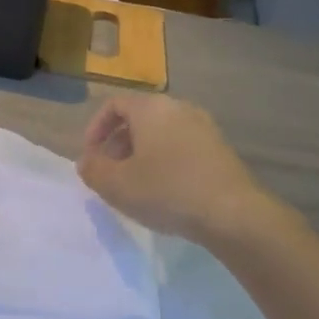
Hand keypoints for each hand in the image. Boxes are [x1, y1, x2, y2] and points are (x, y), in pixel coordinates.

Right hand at [77, 94, 272, 243]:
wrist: (232, 213)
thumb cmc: (167, 191)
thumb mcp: (116, 185)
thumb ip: (93, 169)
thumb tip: (86, 161)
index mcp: (151, 108)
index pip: (114, 105)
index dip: (95, 129)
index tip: (90, 157)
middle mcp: (179, 108)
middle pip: (139, 118)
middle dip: (117, 144)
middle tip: (109, 174)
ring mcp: (204, 127)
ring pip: (161, 134)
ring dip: (141, 155)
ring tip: (135, 186)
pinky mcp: (220, 149)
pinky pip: (182, 147)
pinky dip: (165, 162)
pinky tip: (165, 192)